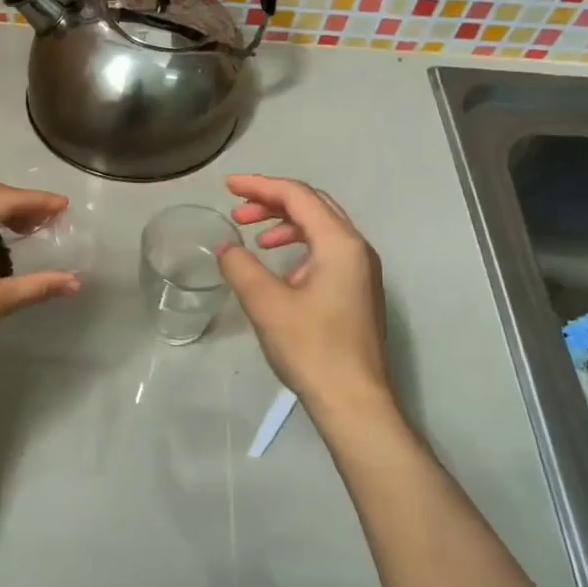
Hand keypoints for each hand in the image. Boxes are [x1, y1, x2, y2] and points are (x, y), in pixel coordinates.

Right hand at [218, 174, 392, 412]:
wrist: (353, 400)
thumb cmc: (311, 348)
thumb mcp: (266, 304)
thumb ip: (242, 267)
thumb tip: (227, 248)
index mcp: (340, 244)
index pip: (298, 196)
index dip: (261, 186)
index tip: (228, 186)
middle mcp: (357, 249)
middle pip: (313, 206)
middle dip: (273, 202)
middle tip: (237, 210)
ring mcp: (360, 271)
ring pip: (321, 228)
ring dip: (284, 224)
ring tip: (253, 236)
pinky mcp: (356, 292)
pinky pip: (325, 251)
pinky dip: (298, 246)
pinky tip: (278, 265)